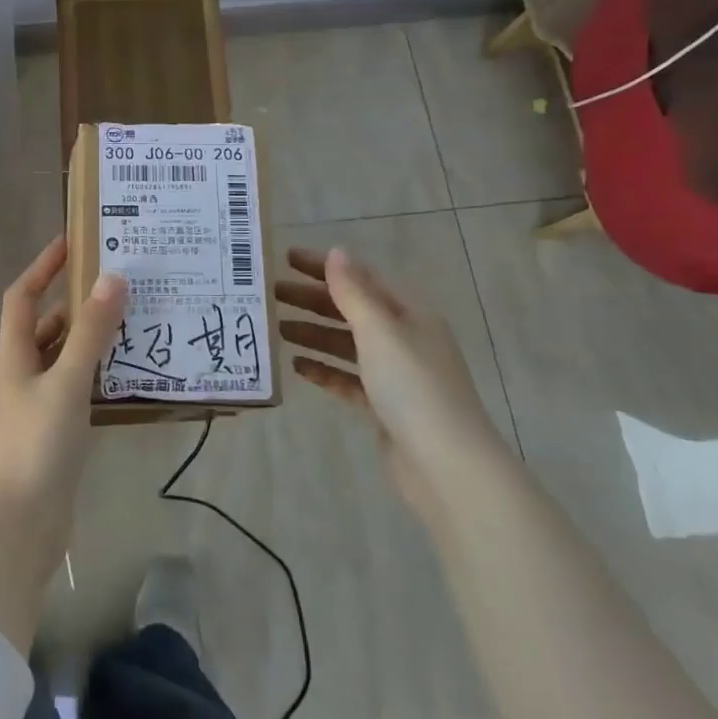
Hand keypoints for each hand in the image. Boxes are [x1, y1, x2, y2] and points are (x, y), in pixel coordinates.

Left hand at [0, 236, 126, 540]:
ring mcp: (39, 402)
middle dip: (75, 299)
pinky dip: (97, 369)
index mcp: (16, 355)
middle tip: (117, 281)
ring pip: (64, 354)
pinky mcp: (56, 428)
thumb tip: (112, 278)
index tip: (72, 242)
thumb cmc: (38, 445)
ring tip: (131, 318)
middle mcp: (24, 372)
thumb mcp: (67, 382)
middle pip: (45, 323)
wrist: (21, 524)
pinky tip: (126, 369)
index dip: (42, 266)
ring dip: (90, 335)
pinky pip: (77, 383)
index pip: (22, 296)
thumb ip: (90, 333)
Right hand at [276, 246, 503, 508]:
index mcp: (410, 314)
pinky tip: (298, 367)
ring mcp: (396, 375)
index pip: (362, 278)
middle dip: (313, 300)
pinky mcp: (385, 408)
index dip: (325, 267)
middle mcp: (405, 339)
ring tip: (277, 329)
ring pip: (347, 345)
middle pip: (352, 310)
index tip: (286, 259)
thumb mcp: (380, 331)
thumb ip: (353, 292)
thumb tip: (336, 251)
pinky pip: (349, 380)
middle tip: (271, 294)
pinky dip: (324, 370)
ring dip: (314, 334)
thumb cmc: (413, 387)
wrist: (446, 466)